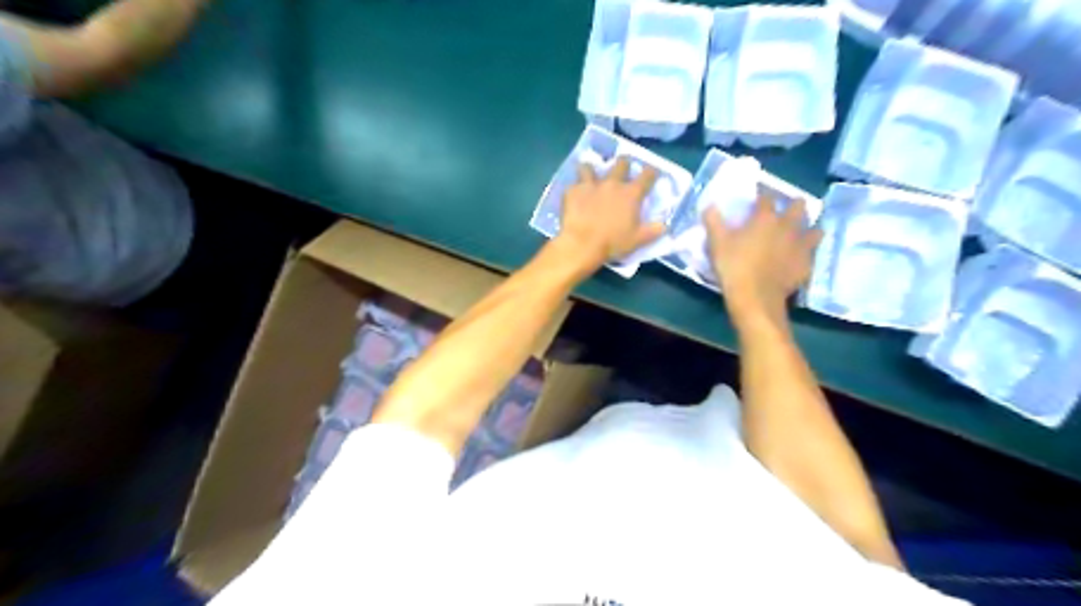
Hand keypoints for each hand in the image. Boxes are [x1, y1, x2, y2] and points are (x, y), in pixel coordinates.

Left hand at [552, 157, 663, 274]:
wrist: (581, 244)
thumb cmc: (612, 243)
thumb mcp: (638, 240)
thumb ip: (653, 230)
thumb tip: (664, 225)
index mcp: (631, 193)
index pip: (647, 175)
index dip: (651, 172)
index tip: (652, 173)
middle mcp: (612, 183)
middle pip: (621, 163)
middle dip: (624, 164)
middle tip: (622, 169)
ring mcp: (591, 184)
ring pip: (590, 167)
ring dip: (591, 170)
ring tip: (590, 175)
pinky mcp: (573, 190)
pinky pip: (573, 184)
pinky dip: (575, 188)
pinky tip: (574, 194)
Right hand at [707, 195, 825, 326]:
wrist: (755, 297)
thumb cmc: (734, 266)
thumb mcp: (716, 243)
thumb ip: (713, 222)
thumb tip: (710, 206)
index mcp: (765, 218)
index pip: (767, 198)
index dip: (763, 195)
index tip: (759, 196)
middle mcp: (787, 227)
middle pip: (799, 207)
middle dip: (795, 204)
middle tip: (789, 208)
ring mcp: (800, 247)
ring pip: (815, 230)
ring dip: (810, 229)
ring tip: (804, 232)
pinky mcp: (805, 266)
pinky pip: (811, 255)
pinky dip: (807, 254)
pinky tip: (801, 258)